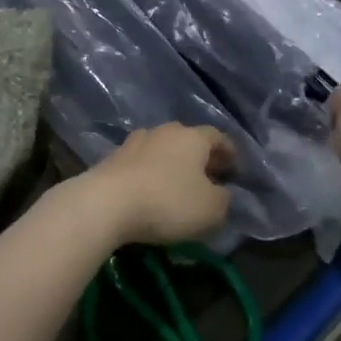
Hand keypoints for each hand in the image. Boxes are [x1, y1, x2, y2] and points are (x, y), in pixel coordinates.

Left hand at [76, 124, 234, 247]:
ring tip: (177, 184)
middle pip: (187, 139)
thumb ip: (223, 199)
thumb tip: (221, 192)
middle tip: (208, 176)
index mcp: (192, 137)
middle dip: (199, 157)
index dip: (228, 151)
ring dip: (171, 163)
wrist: (106, 203)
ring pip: (161, 149)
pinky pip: (139, 164)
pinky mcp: (111, 158)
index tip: (234, 166)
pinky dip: (149, 174)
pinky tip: (150, 190)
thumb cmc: (167, 202)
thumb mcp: (211, 209)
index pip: (217, 136)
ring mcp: (133, 142)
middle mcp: (163, 131)